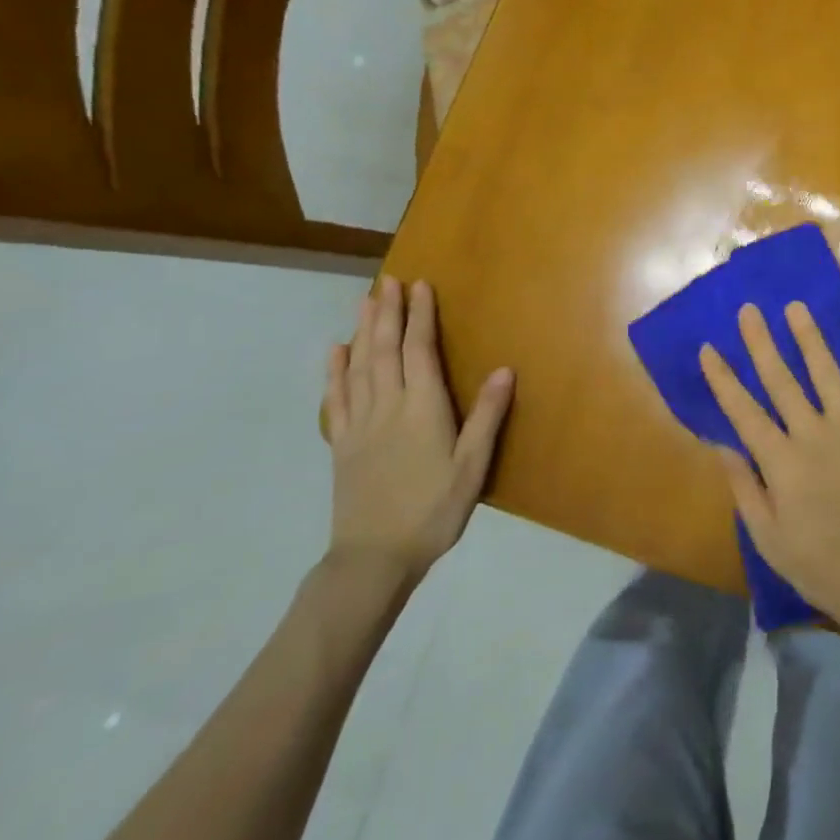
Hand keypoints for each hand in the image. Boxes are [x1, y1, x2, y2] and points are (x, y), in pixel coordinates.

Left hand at [322, 276, 511, 583]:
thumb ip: (486, 417)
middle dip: (387, 312)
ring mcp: (359, 424)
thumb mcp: (471, 468)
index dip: (420, 316)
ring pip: (359, 366)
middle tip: (388, 280)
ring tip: (365, 300)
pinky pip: (336, 397)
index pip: (419, 351)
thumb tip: (505, 369)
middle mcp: (387, 407)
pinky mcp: (342, 443)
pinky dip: (335, 370)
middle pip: (384, 349)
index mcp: (422, 409)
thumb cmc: (432, 511)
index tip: (421, 286)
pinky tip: (335, 350)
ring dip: (363, 330)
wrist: (373, 559)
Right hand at [700, 302, 839, 644]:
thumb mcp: (768, 538)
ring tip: (795, 308)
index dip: (723, 379)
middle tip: (749, 310)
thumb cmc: (821, 563)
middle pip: (782, 380)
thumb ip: (744, 487)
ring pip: (827, 373)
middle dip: (761, 343)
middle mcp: (815, 434)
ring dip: (809, 338)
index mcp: (782, 462)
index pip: (744, 411)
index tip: (708, 348)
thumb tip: (721, 443)